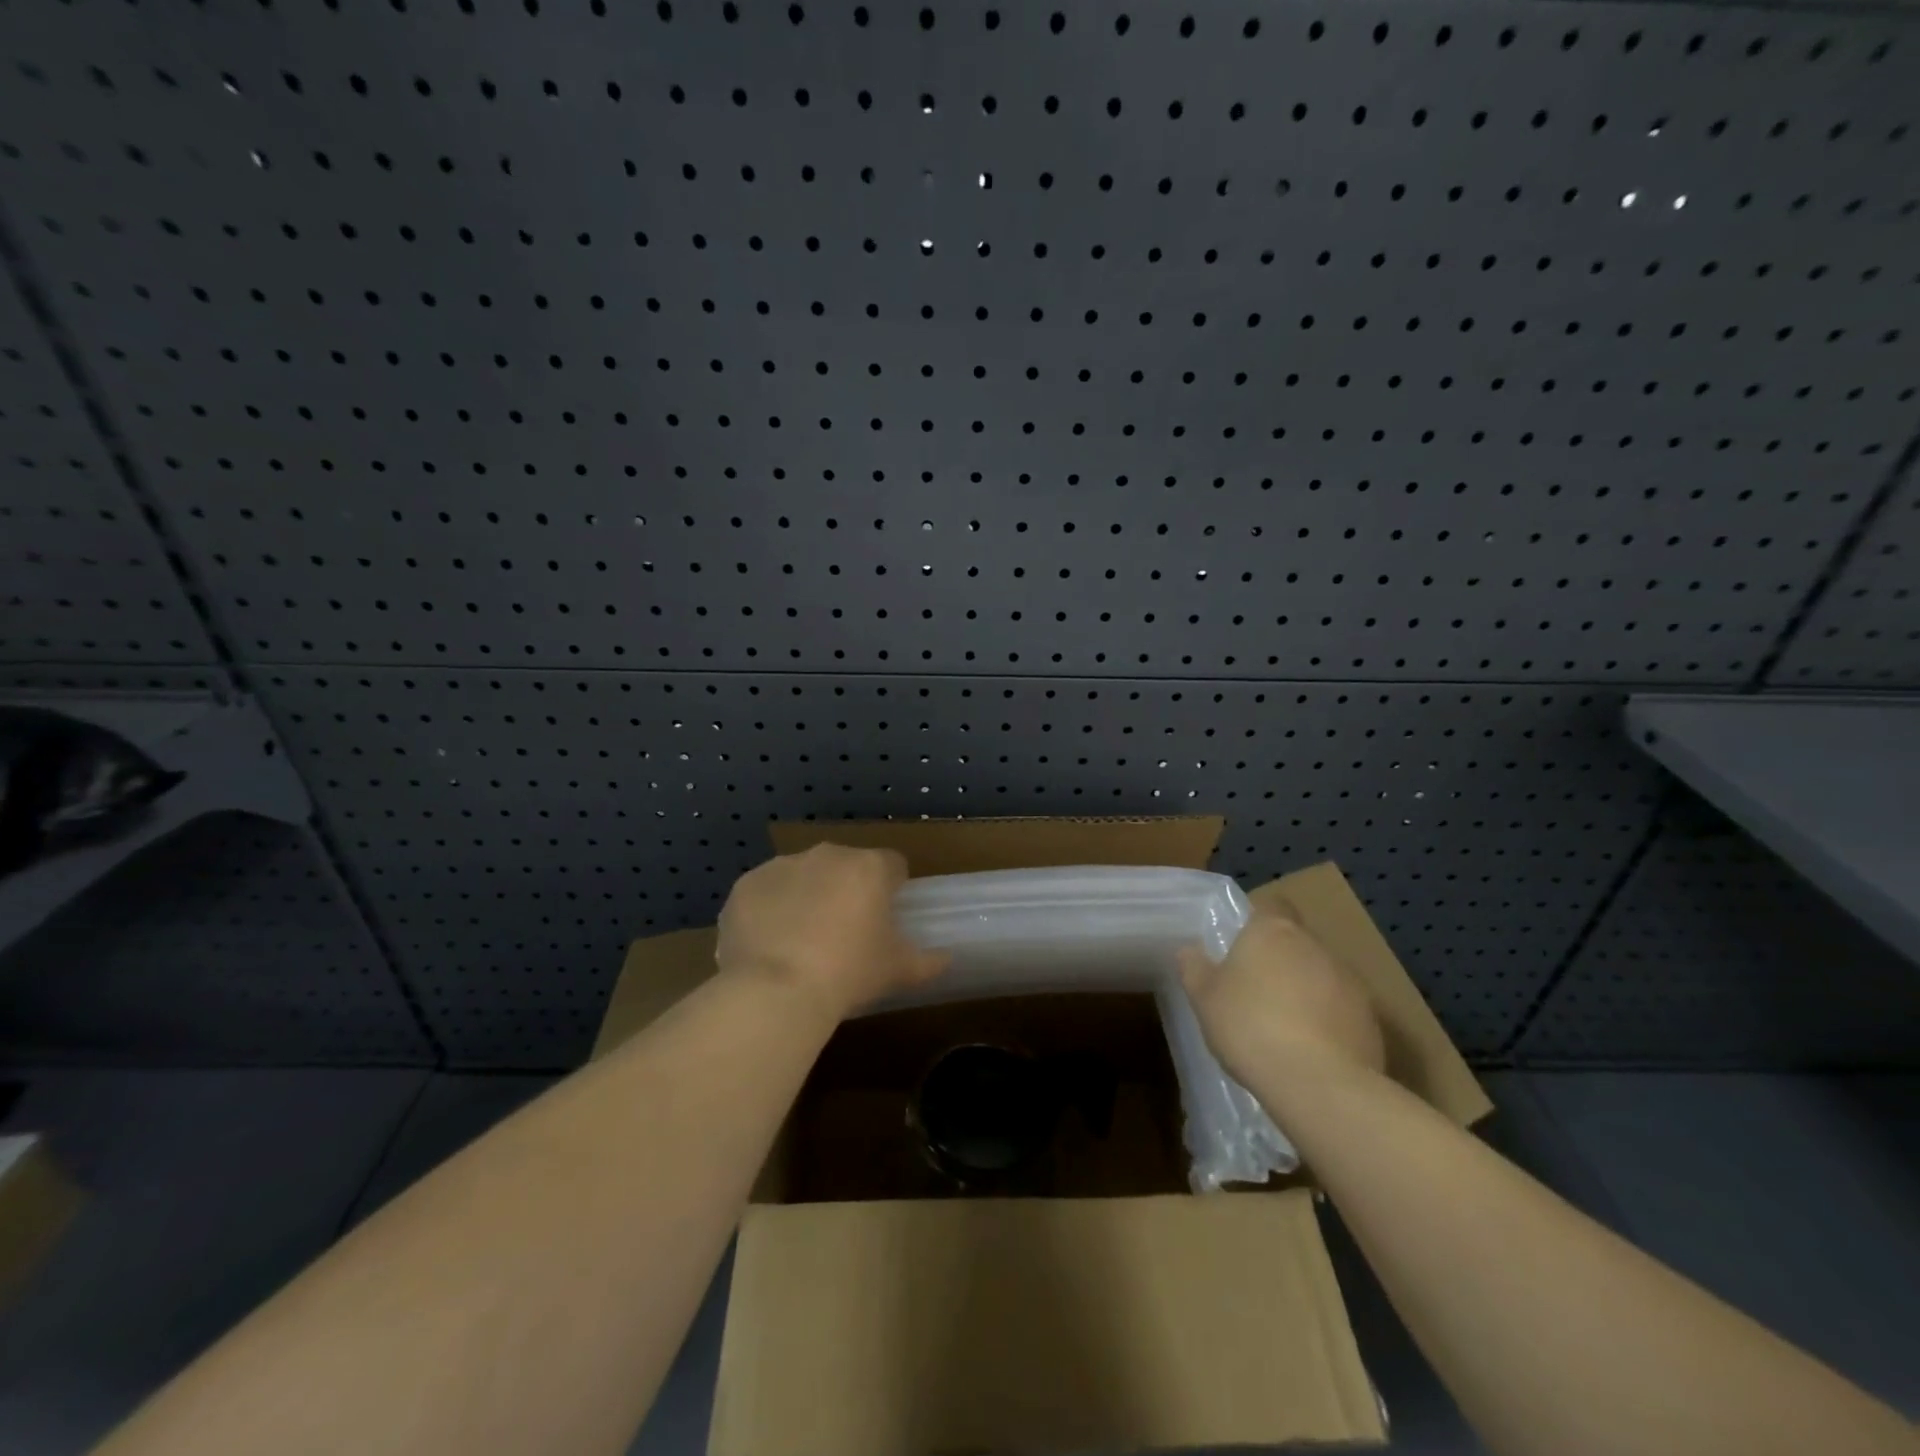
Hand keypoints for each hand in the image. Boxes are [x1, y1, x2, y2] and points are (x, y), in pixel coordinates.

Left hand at [716, 843, 946, 1021]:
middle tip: (842, 934)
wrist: (775, 990)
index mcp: (869, 867)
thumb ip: (928, 961)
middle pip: (845, 866)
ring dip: (806, 897)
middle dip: (846, 890)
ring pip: (802, 876)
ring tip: (800, 944)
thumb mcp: (898, 971)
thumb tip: (946, 959)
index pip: (893, 865)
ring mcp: (781, 866)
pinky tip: (768, 946)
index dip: (892, 888)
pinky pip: (764, 893)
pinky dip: (768, 911)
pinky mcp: (745, 885)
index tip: (885, 918)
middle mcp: (827, 855)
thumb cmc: (848, 973)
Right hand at [1176, 899, 1384, 1089]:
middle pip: (1296, 942)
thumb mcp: (1204, 998)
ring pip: (1322, 976)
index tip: (1241, 945)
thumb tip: (1189, 951)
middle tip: (1256, 992)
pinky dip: (1328, 1022)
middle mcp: (1316, 946)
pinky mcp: (1371, 1021)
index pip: (1271, 905)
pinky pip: (1342, 1011)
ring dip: (1306, 992)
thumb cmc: (1250, 1027)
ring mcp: (1351, 982)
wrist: (1319, 1085)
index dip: (1257, 921)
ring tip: (1284, 1028)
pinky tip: (1310, 1052)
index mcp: (1273, 931)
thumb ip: (1195, 969)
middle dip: (1280, 961)